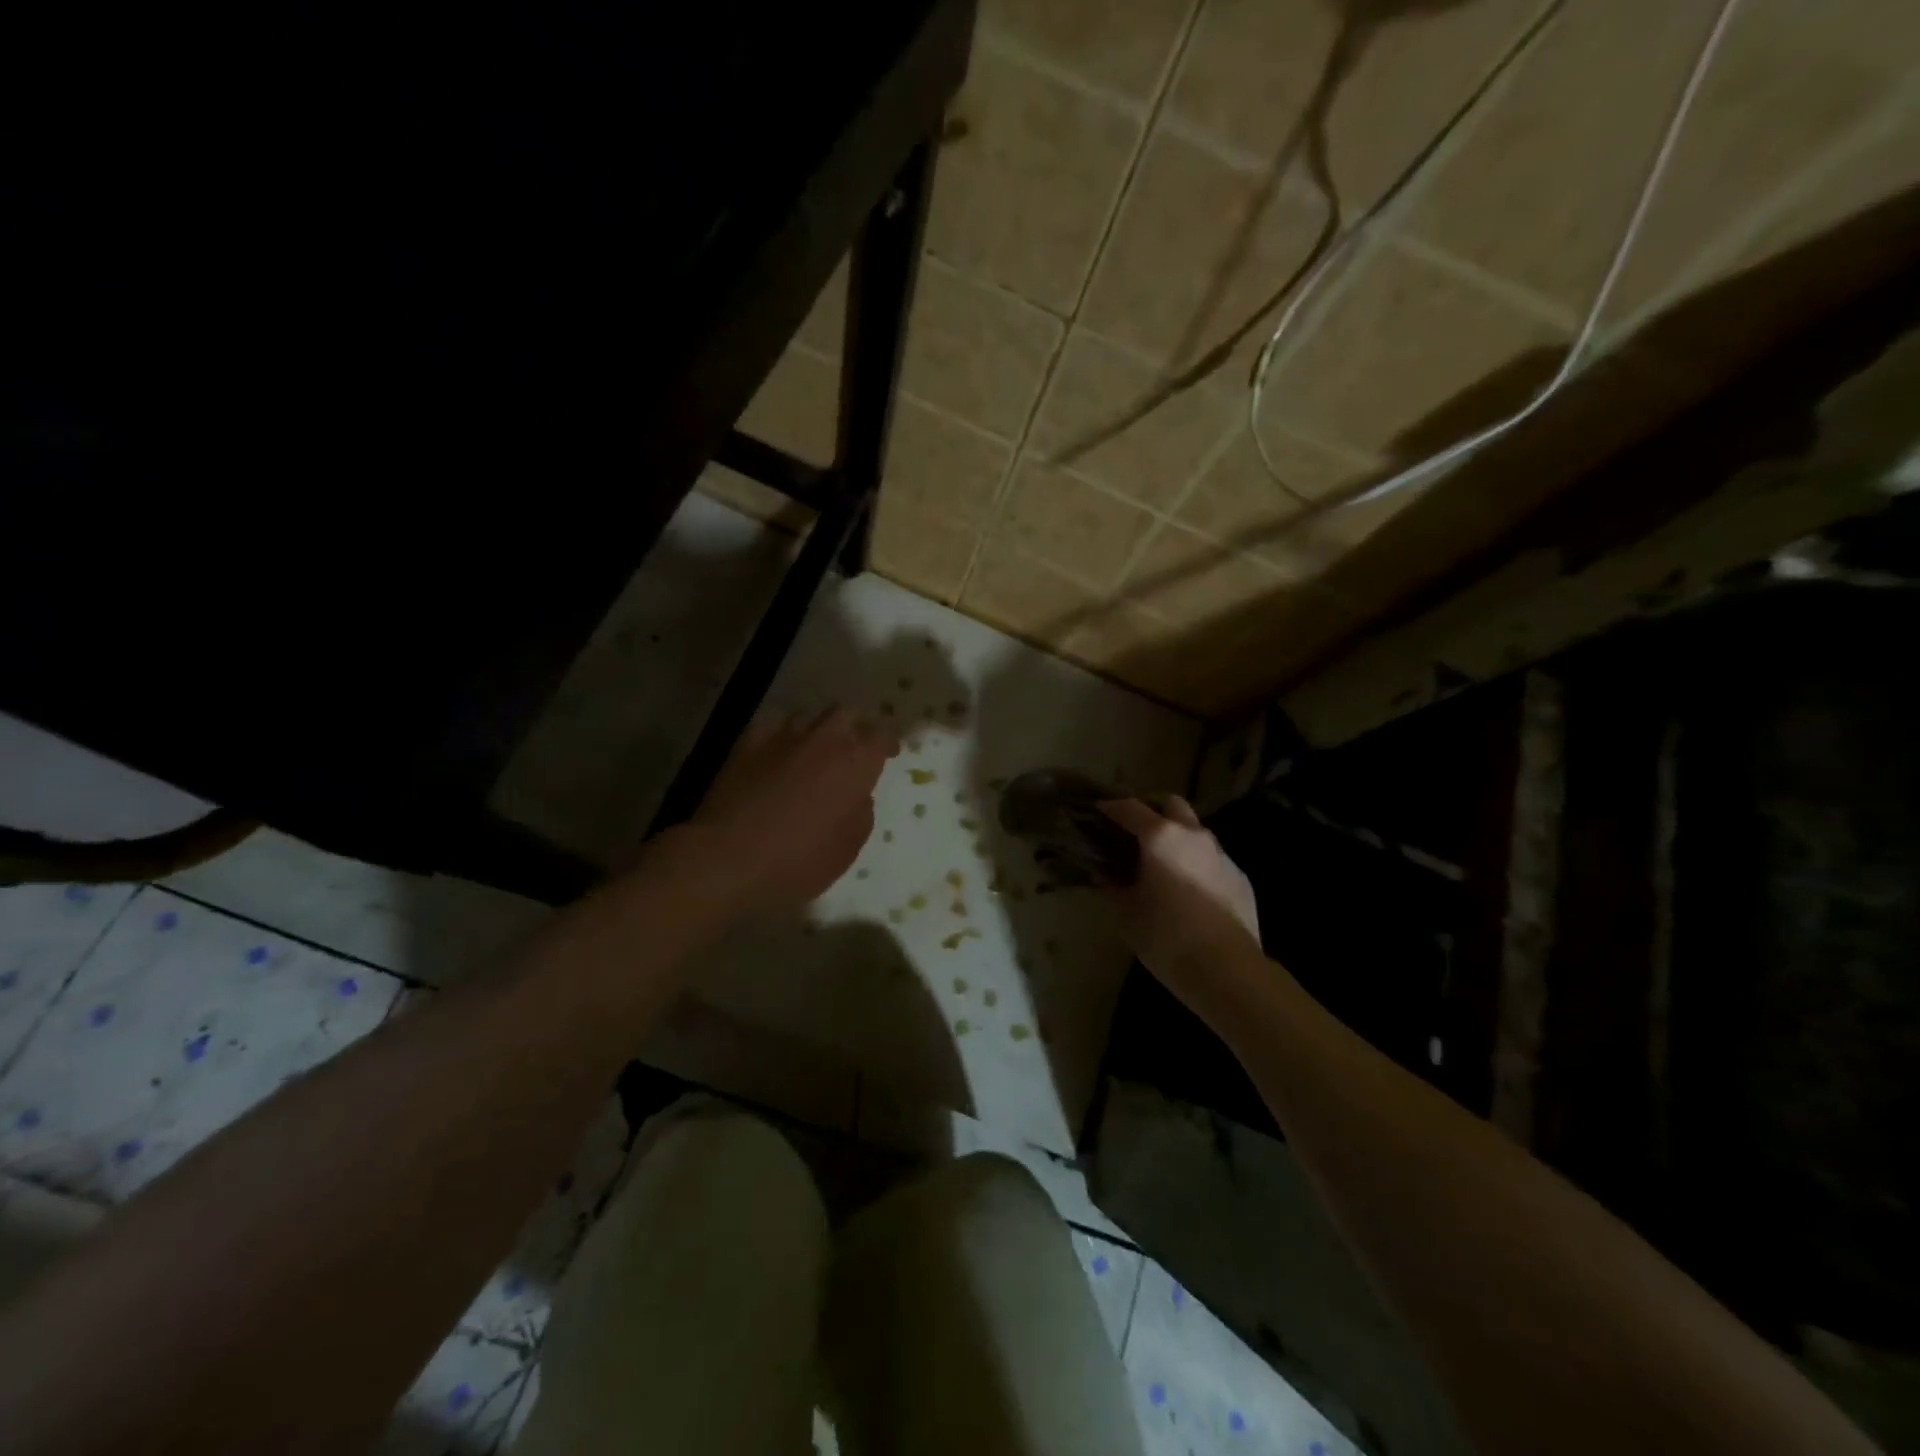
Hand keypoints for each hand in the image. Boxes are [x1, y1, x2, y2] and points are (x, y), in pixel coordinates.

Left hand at [684, 707, 897, 915]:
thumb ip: (861, 813)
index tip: (887, 754)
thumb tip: (857, 795)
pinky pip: (774, 725)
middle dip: (854, 728)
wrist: (727, 858)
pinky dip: (783, 735)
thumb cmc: (797, 862)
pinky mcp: (748, 741)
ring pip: (809, 717)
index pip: (881, 735)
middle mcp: (823, 740)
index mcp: (854, 764)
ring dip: (817, 731)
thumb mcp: (847, 850)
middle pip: (846, 714)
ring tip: (813, 752)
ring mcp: (783, 736)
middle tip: (853, 750)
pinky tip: (778, 753)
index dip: (887, 742)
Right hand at [1099, 797, 1260, 991]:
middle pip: (1171, 804)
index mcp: (1161, 838)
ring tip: (1161, 863)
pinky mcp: (1240, 877)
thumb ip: (1112, 887)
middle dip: (1151, 810)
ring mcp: (1222, 855)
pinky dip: (1195, 863)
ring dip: (1176, 837)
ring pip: (1195, 831)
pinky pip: (1212, 859)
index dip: (1110, 807)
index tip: (1097, 811)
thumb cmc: (1167, 938)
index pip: (1129, 808)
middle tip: (1134, 830)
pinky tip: (1188, 890)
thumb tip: (1105, 875)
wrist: (1228, 971)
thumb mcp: (1126, 914)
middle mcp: (1194, 836)